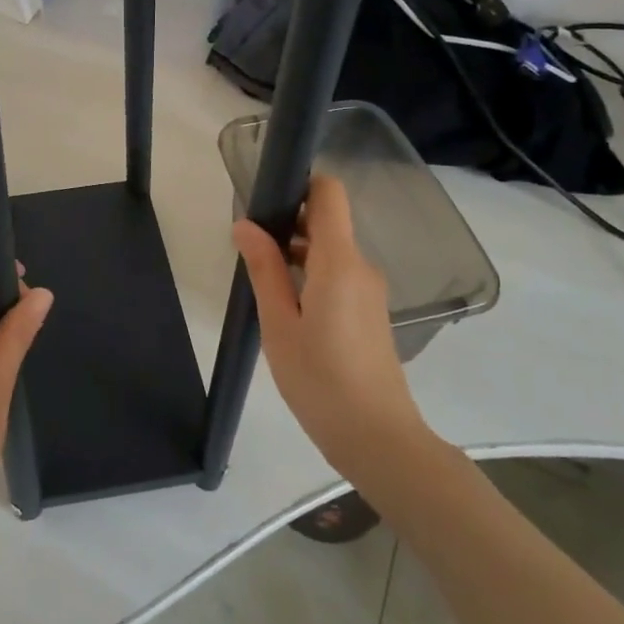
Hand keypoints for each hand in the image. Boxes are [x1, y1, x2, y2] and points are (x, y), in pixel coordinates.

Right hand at [232, 175, 433, 486]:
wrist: (377, 438)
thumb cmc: (320, 379)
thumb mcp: (279, 324)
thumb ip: (264, 268)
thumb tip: (246, 225)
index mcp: (339, 262)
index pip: (330, 194)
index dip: (300, 186)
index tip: (266, 202)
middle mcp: (361, 266)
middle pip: (328, 221)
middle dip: (289, 223)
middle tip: (250, 247)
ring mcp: (370, 290)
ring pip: (332, 249)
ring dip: (298, 252)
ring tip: (262, 279)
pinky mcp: (370, 311)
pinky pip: (339, 274)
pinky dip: (312, 274)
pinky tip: (287, 305)